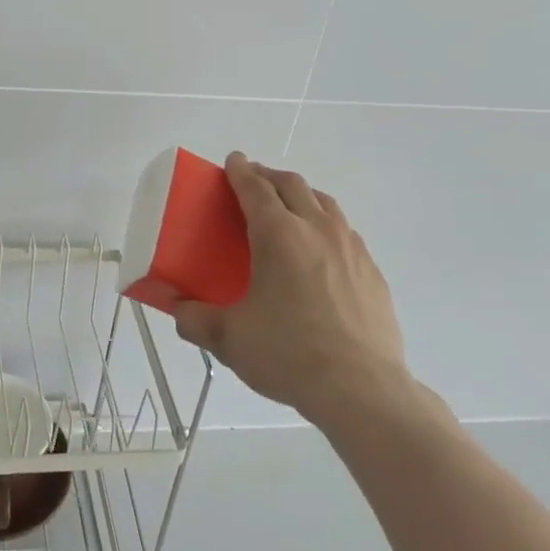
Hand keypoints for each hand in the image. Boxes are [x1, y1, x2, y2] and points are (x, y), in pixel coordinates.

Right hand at [172, 152, 411, 421]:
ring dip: (301, 196)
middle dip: (269, 177)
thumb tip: (177, 309)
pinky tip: (320, 252)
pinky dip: (325, 226)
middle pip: (292, 185)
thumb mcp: (229, 338)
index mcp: (278, 235)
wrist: (362, 389)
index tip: (233, 161)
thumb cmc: (289, 354)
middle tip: (253, 182)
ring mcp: (351, 248)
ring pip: (324, 203)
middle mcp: (317, 230)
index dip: (240, 171)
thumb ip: (195, 319)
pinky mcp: (372, 272)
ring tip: (288, 209)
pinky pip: (345, 233)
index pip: (255, 188)